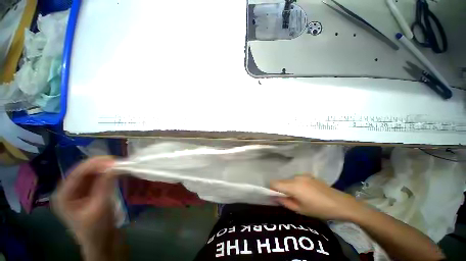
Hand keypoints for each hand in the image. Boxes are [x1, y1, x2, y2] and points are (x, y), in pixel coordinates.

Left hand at [52, 157, 116, 245]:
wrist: (103, 243)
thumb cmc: (97, 229)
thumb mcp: (101, 206)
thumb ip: (105, 185)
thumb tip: (115, 166)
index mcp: (64, 196)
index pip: (77, 173)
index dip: (95, 164)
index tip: (114, 160)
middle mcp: (69, 191)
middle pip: (84, 171)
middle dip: (101, 165)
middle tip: (119, 162)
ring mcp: (79, 192)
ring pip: (91, 174)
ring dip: (105, 169)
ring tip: (120, 166)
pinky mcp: (89, 194)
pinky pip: (97, 179)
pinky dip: (107, 175)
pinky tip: (116, 173)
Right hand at [271, 175, 363, 220]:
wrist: (340, 203)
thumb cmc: (319, 209)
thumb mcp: (300, 210)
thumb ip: (285, 202)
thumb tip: (275, 197)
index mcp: (293, 186)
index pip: (274, 183)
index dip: (272, 189)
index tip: (276, 196)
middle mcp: (295, 177)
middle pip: (281, 181)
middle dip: (281, 189)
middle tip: (289, 199)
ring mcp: (303, 175)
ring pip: (289, 180)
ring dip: (289, 187)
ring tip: (300, 196)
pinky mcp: (308, 175)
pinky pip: (297, 179)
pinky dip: (296, 184)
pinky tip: (307, 192)